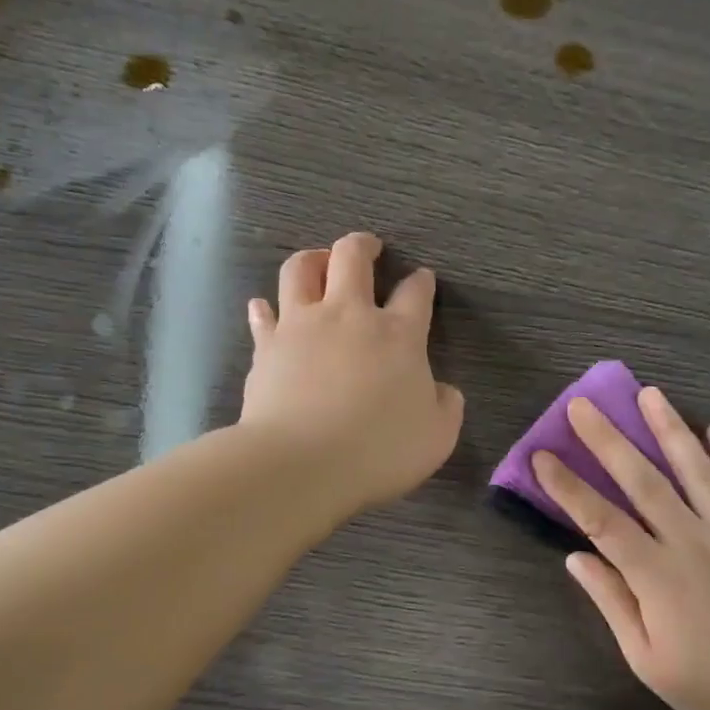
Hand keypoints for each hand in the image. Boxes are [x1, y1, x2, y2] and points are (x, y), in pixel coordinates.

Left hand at [241, 232, 463, 513]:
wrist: (301, 463)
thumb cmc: (379, 450)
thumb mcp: (437, 436)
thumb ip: (447, 406)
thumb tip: (443, 390)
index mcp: (398, 335)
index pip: (415, 293)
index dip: (421, 282)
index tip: (422, 279)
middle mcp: (349, 316)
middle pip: (352, 258)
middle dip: (362, 246)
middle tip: (368, 248)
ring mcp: (302, 326)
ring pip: (301, 269)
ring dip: (312, 259)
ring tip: (318, 263)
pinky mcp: (267, 346)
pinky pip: (263, 314)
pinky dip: (265, 309)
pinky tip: (264, 307)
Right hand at [532, 387, 709, 709]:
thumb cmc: (708, 684)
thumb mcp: (646, 658)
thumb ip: (612, 602)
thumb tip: (575, 557)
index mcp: (657, 576)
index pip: (602, 521)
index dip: (569, 487)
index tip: (543, 456)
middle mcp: (693, 542)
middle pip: (644, 481)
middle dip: (609, 440)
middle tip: (583, 405)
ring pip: (698, 471)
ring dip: (671, 429)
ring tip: (649, 394)